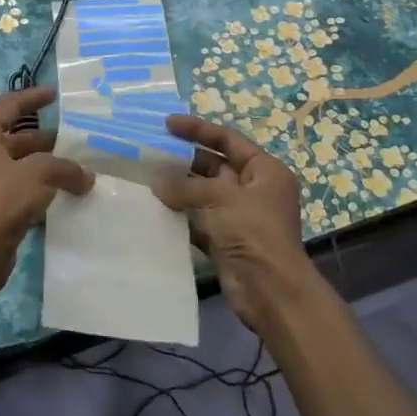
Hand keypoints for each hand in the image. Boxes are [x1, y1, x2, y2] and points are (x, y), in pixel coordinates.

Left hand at [0, 88, 92, 299]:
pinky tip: (68, 196)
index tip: (55, 94)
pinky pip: (24, 191)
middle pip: (19, 138)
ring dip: (49, 167)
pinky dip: (44, 190)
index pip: (9, 106)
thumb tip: (86, 176)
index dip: (32, 97)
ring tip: (81, 169)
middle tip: (79, 141)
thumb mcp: (37, 174)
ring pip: (24, 167)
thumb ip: (65, 168)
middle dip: (48, 139)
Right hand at [153, 113, 317, 332]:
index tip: (167, 124)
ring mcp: (239, 216)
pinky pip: (199, 219)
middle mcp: (254, 189)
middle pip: (215, 165)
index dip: (198, 129)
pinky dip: (180, 214)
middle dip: (185, 159)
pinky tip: (155, 209)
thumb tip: (157, 183)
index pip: (228, 140)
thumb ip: (186, 186)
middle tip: (151, 153)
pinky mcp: (226, 239)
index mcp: (265, 171)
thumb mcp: (221, 198)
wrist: (270, 291)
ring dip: (179, 188)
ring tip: (146, 178)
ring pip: (204, 193)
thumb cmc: (253, 233)